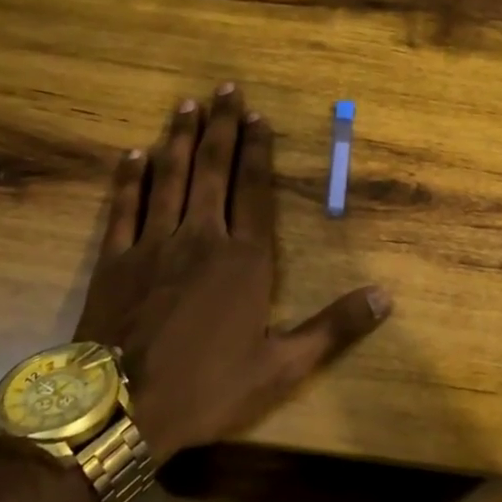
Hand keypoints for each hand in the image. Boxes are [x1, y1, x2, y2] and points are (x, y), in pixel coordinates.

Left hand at [74, 84, 391, 460]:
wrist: (120, 412)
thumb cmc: (207, 388)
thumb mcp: (282, 367)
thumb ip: (334, 327)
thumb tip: (386, 297)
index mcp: (244, 259)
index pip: (256, 190)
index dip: (259, 150)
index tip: (258, 116)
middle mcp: (201, 238)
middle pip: (213, 170)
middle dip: (221, 127)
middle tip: (225, 88)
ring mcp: (153, 245)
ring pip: (169, 178)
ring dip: (178, 138)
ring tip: (186, 104)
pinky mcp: (114, 260)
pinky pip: (123, 208)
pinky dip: (129, 178)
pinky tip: (133, 154)